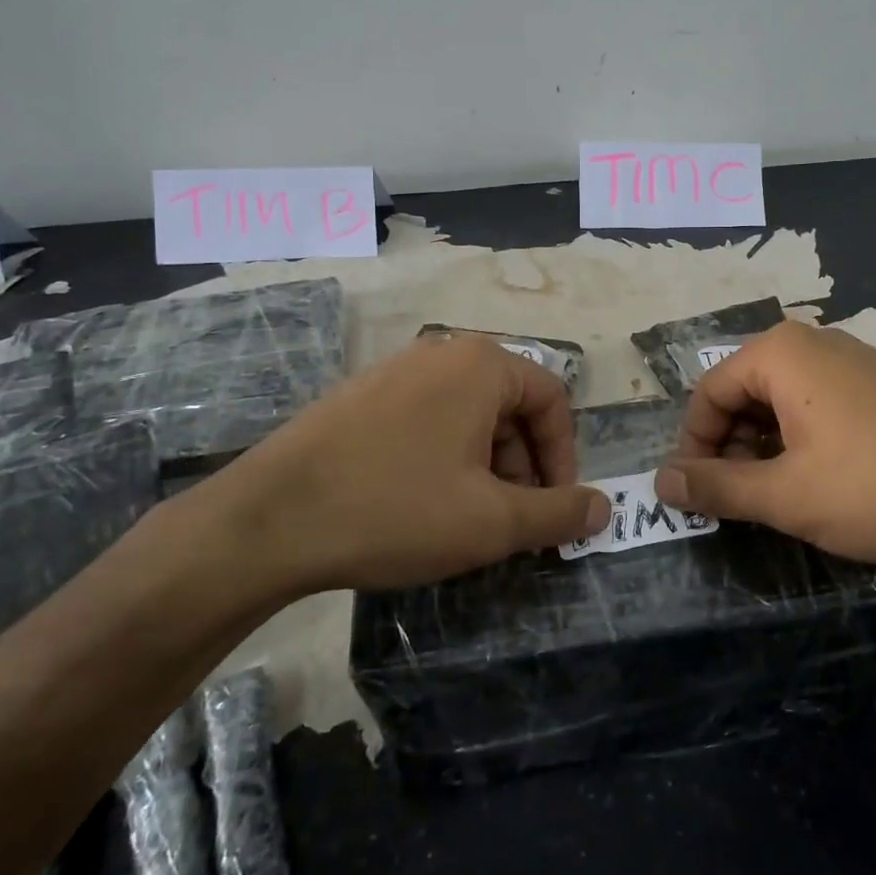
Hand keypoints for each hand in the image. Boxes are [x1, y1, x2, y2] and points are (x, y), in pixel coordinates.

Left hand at [196, 336, 609, 596]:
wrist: (270, 520)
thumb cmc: (396, 510)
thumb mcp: (492, 521)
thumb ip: (559, 513)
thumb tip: (605, 508)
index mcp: (481, 364)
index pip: (553, 400)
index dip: (565, 458)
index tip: (555, 509)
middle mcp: (441, 353)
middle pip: (510, 406)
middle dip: (523, 466)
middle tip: (512, 521)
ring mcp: (395, 371)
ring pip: (468, 415)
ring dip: (485, 466)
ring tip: (467, 519)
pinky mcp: (361, 396)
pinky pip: (426, 419)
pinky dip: (445, 458)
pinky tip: (421, 504)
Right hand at [654, 321, 875, 563]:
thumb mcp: (786, 495)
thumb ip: (716, 487)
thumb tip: (660, 483)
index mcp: (780, 353)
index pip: (708, 393)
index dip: (694, 446)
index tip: (697, 494)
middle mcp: (813, 342)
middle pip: (744, 393)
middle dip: (730, 447)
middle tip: (738, 501)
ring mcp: (853, 359)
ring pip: (782, 401)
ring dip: (765, 448)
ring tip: (778, 496)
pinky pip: (819, 403)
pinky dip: (802, 440)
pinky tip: (822, 480)